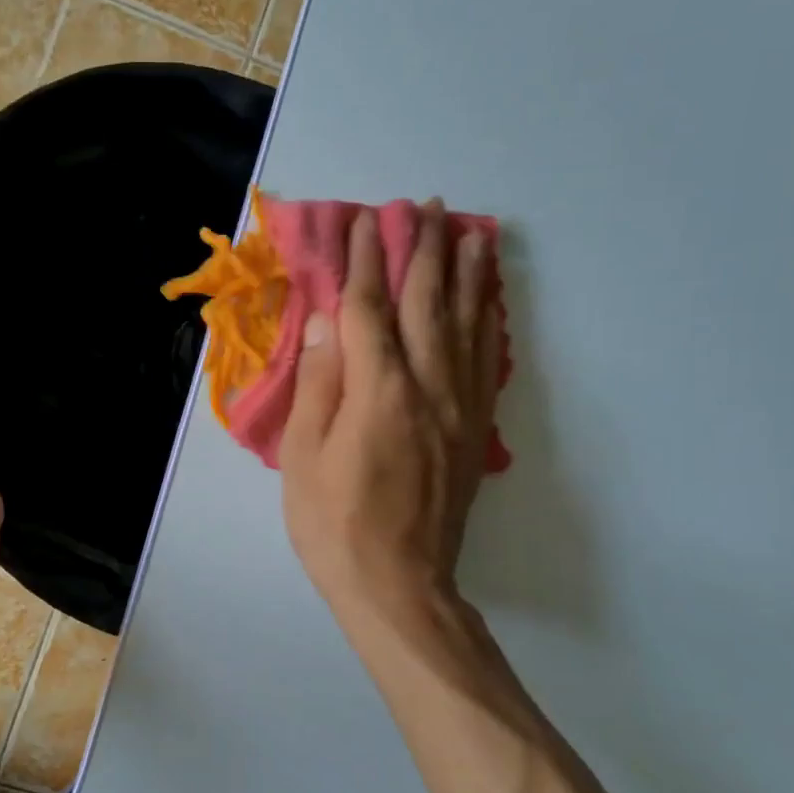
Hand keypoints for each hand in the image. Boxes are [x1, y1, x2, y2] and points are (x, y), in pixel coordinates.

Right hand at [279, 201, 501, 635]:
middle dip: (424, 249)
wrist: (399, 585)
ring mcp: (458, 407)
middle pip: (428, 303)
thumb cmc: (335, 524)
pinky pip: (485, 360)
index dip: (365, 260)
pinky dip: (487, 321)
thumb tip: (327, 323)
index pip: (370, 308)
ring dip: (467, 274)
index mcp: (379, 392)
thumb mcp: (304, 457)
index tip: (364, 221)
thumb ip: (320, 384)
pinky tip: (488, 300)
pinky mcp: (474, 429)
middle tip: (426, 207)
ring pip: (467, 324)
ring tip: (471, 232)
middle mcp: (428, 387)